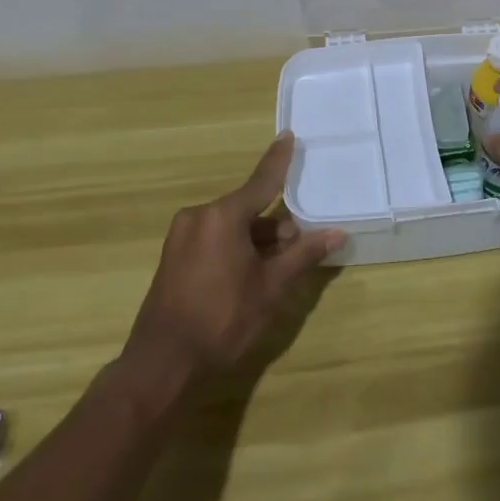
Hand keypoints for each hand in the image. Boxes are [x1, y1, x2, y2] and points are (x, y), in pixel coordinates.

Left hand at [122, 133, 345, 384]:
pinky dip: (236, 249)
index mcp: (222, 216)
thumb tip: (337, 234)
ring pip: (232, 227)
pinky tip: (249, 276)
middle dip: (275, 226)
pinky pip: (214, 239)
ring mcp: (182, 236)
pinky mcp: (174, 256)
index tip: (289, 135)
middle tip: (296, 251)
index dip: (279, 160)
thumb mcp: (271, 288)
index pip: (261, 181)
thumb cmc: (222, 320)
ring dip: (256, 241)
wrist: (162, 366)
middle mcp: (199, 216)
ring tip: (275, 271)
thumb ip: (303, 255)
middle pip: (248, 208)